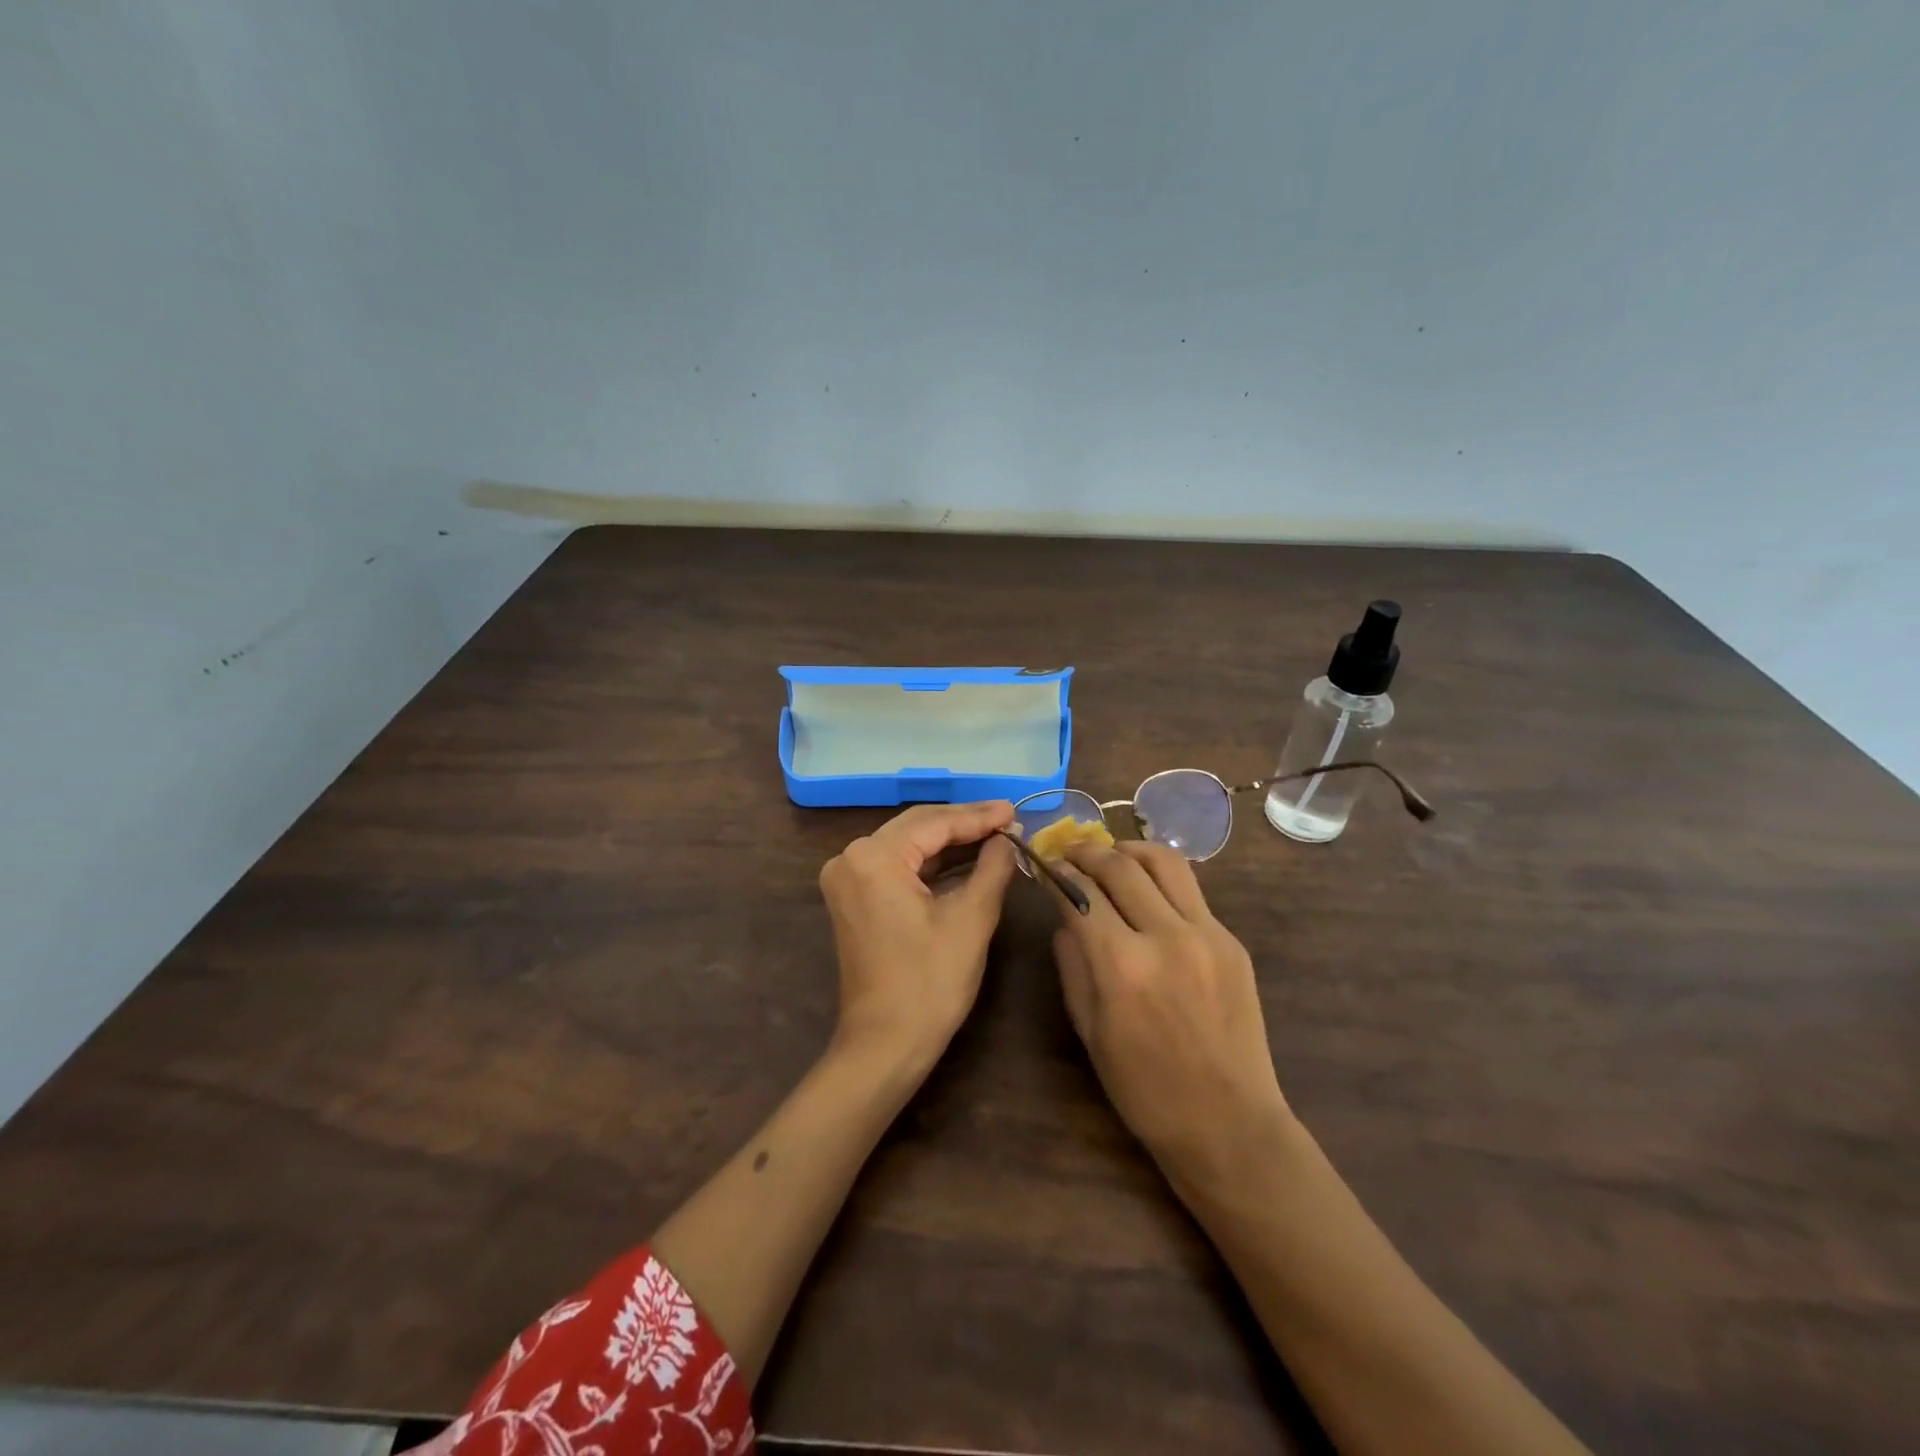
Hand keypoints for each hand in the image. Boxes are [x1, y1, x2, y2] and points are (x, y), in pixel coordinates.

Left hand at [818, 801, 1017, 1071]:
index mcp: (874, 857)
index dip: (979, 816)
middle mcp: (851, 857)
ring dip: (949, 840)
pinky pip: (896, 865)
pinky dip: (930, 862)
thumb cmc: (930, 983)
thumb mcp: (971, 919)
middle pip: (917, 827)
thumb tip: (1008, 837)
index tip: (1016, 810)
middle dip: (964, 822)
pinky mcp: (853, 897)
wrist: (885, 1044)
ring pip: (907, 844)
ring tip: (995, 833)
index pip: (934, 822)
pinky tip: (965, 856)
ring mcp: (847, 877)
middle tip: (1009, 818)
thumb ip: (992, 867)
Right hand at [1047, 840, 1292, 1188]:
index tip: (1043, 864)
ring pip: (1163, 862)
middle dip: (1086, 852)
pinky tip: (1146, 892)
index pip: (1080, 893)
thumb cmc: (1144, 1089)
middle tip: (1068, 852)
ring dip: (1129, 849)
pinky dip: (1160, 879)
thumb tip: (1065, 915)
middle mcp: (1166, 937)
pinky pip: (1191, 891)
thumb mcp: (1089, 1029)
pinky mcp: (1231, 941)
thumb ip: (1072, 962)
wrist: (1228, 1123)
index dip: (1056, 873)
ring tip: (1110, 855)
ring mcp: (1207, 934)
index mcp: (1122, 966)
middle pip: (1119, 866)